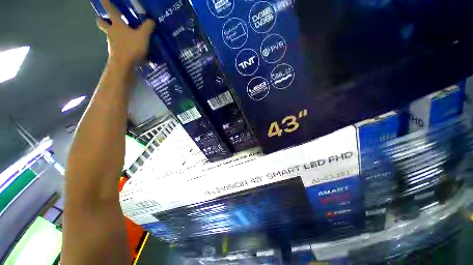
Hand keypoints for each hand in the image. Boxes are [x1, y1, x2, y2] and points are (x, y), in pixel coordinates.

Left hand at [97, 0, 154, 65]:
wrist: (124, 66)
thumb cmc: (131, 48)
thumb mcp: (143, 36)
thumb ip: (148, 27)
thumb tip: (151, 20)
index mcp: (117, 25)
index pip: (110, 10)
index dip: (106, 3)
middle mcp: (111, 33)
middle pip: (102, 23)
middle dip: (103, 20)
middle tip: (107, 19)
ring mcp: (112, 44)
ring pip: (109, 35)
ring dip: (113, 34)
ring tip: (124, 36)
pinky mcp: (115, 54)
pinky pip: (117, 47)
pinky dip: (121, 46)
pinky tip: (129, 49)